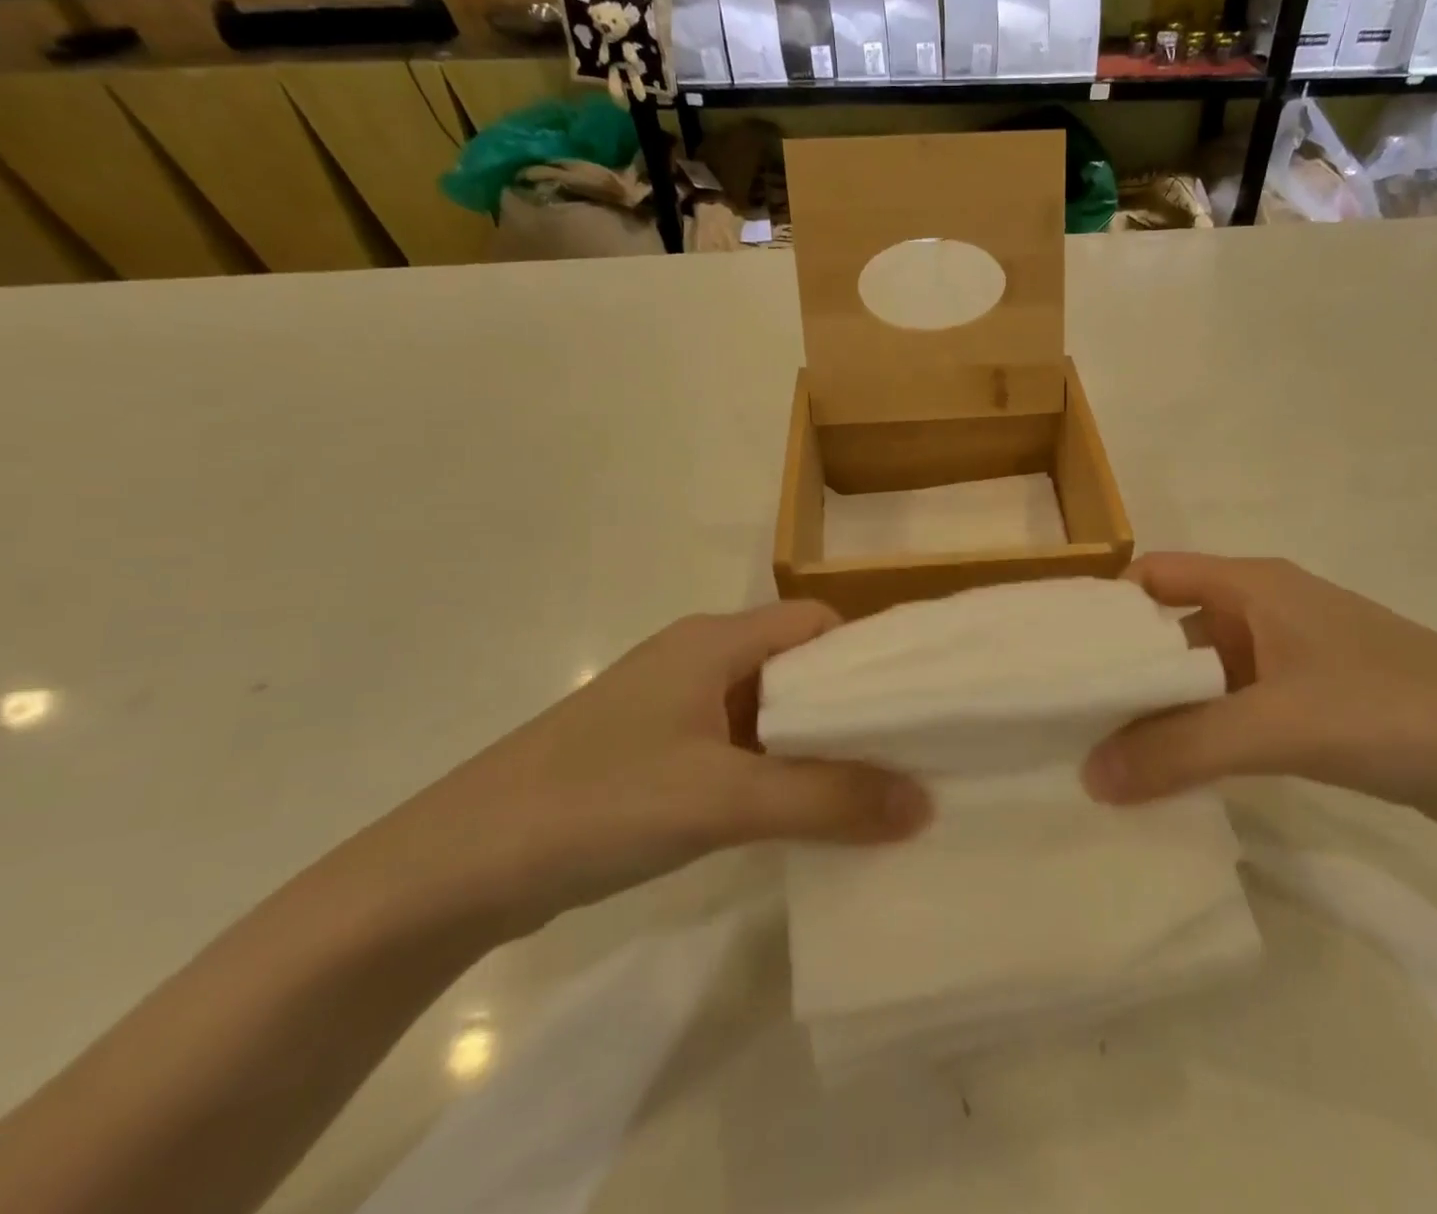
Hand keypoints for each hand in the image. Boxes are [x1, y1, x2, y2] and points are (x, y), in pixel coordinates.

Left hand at [409, 602, 930, 930]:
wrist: (455, 869)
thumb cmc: (597, 802)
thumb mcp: (721, 797)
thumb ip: (826, 799)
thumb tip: (923, 804)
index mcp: (714, 641)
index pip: (815, 625)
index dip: (868, 655)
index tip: (919, 699)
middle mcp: (698, 663)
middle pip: (798, 669)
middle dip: (851, 708)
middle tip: (912, 751)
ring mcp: (674, 712)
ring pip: (769, 715)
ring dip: (817, 747)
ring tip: (877, 787)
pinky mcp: (657, 757)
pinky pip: (740, 752)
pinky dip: (779, 775)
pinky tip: (807, 815)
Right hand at [1083, 553, 1436, 834]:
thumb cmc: (1397, 712)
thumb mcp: (1280, 726)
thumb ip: (1182, 749)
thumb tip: (1088, 776)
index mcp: (1251, 584)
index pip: (1150, 578)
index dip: (1101, 608)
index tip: (1053, 655)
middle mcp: (1262, 610)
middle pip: (1167, 627)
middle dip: (1120, 668)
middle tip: (1063, 714)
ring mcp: (1286, 658)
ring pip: (1198, 673)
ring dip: (1158, 708)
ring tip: (1100, 750)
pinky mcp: (1307, 702)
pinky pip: (1230, 708)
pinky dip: (1197, 733)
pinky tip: (1169, 772)